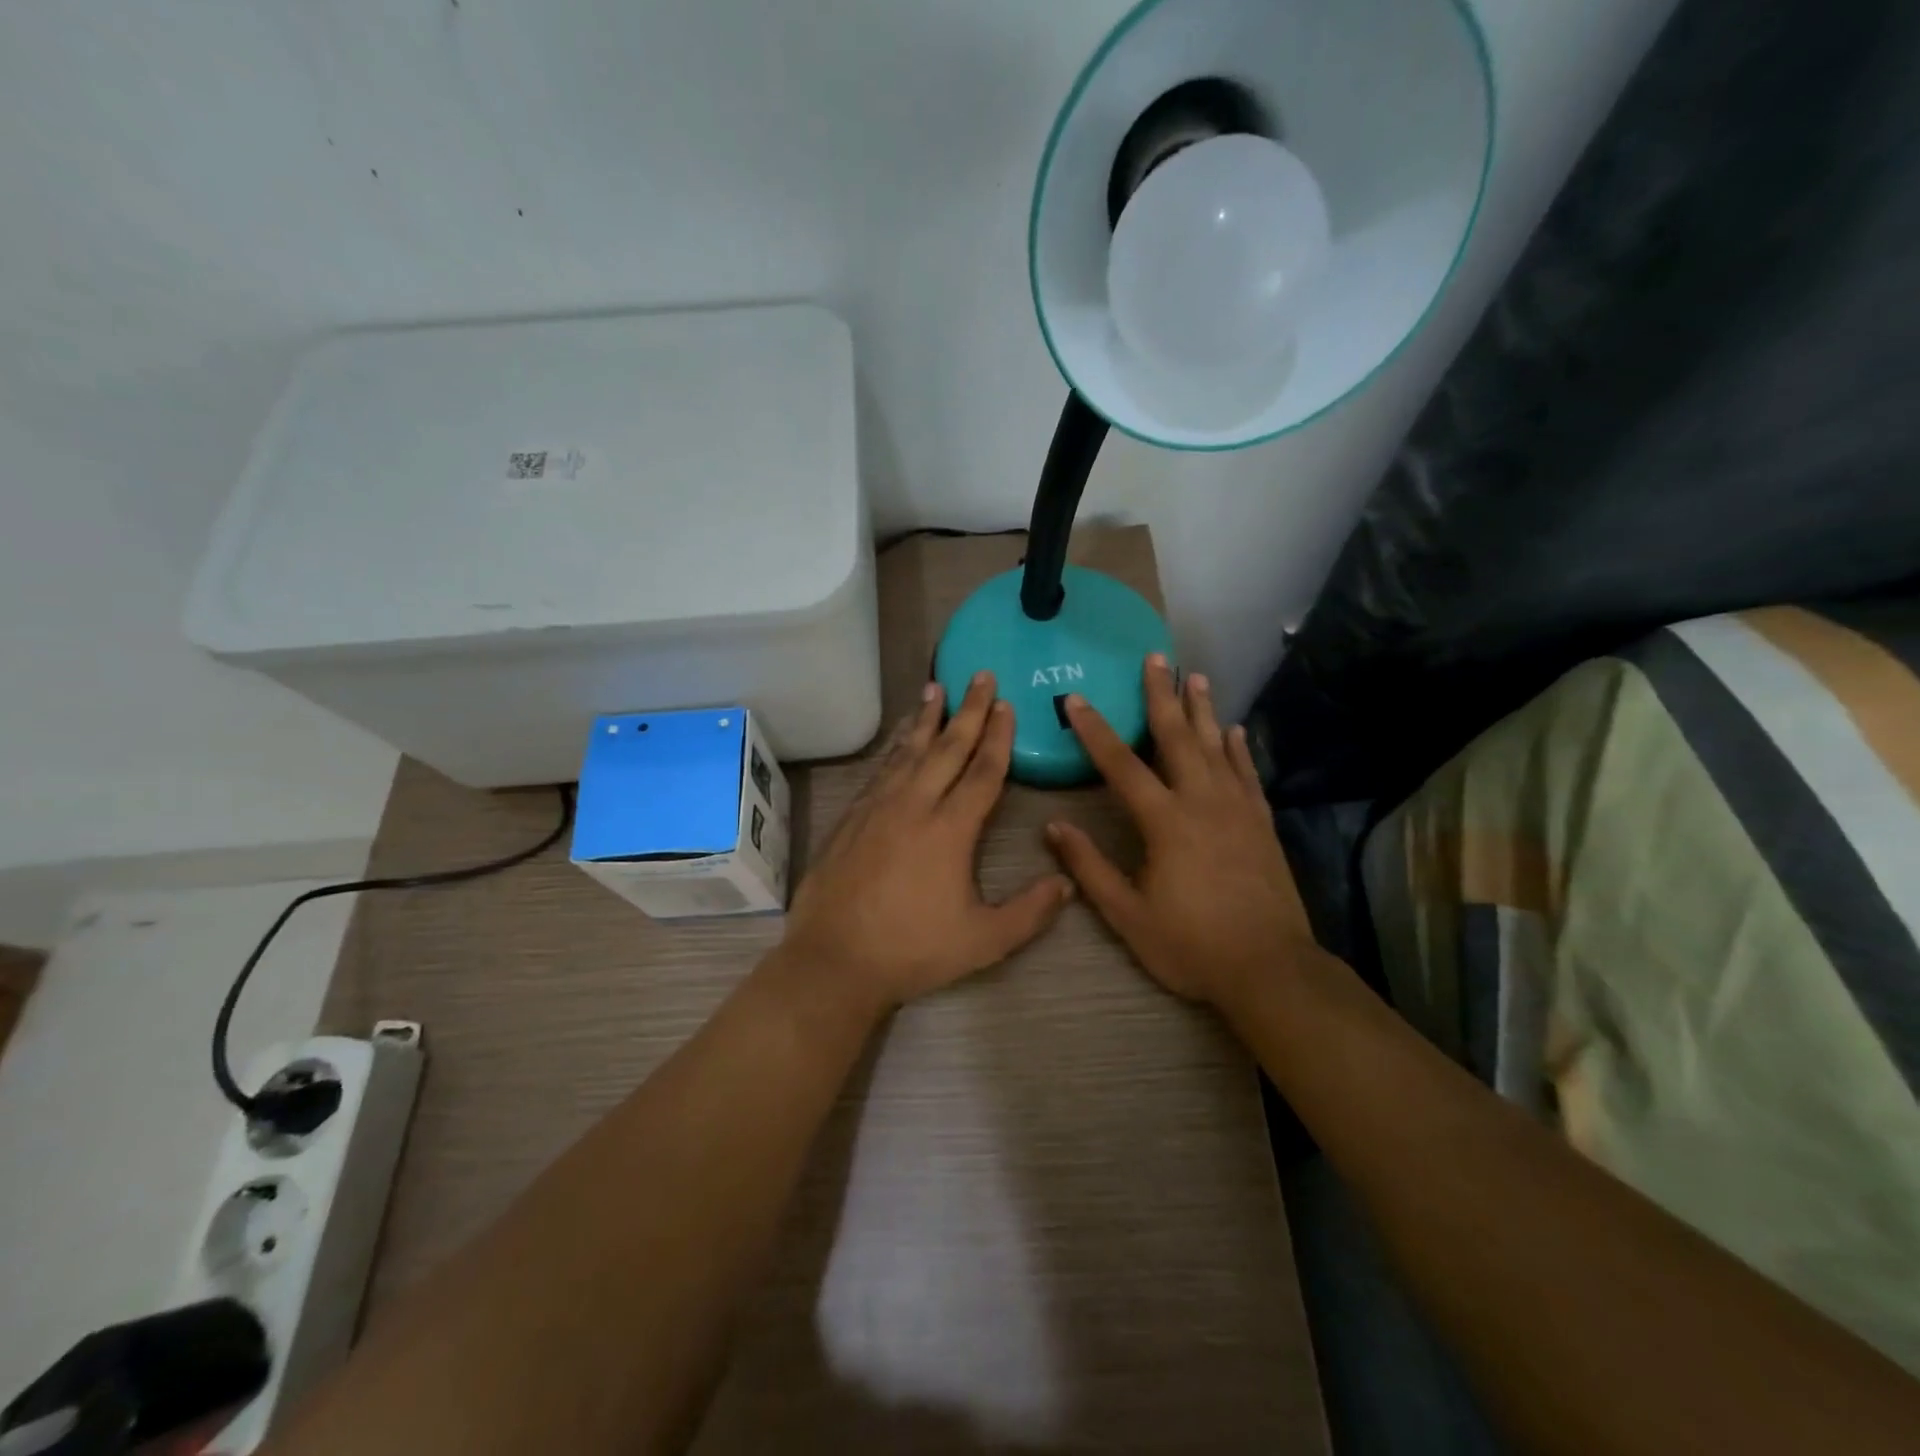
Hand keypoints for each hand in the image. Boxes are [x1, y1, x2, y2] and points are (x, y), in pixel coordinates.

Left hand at [780, 672, 1073, 1013]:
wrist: (834, 960)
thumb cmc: (913, 950)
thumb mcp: (984, 940)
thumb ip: (1029, 912)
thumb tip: (1067, 883)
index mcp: (950, 829)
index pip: (983, 771)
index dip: (998, 736)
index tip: (1006, 704)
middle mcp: (914, 806)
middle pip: (947, 747)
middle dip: (968, 709)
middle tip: (978, 674)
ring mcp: (877, 808)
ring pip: (908, 752)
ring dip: (926, 719)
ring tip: (934, 688)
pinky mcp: (851, 818)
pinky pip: (880, 771)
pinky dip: (895, 748)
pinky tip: (900, 740)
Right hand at [1046, 655, 1315, 1008]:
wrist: (1270, 968)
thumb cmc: (1191, 944)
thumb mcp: (1127, 914)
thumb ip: (1089, 867)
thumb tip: (1054, 827)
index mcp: (1164, 822)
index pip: (1121, 765)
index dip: (1095, 731)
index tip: (1077, 699)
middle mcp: (1202, 802)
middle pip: (1177, 737)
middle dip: (1162, 695)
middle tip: (1155, 657)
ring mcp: (1237, 809)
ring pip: (1216, 746)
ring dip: (1202, 709)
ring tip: (1194, 676)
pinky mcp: (1261, 823)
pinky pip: (1247, 773)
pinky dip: (1239, 748)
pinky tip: (1234, 730)